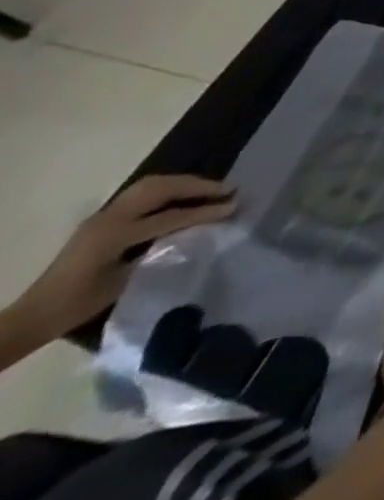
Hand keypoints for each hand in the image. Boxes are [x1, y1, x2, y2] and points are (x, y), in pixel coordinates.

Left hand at [8, 175, 235, 341]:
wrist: (34, 315)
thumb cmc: (79, 304)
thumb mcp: (124, 281)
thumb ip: (158, 250)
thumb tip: (196, 231)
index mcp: (113, 235)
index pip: (170, 216)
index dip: (204, 212)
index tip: (234, 207)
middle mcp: (108, 218)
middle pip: (161, 189)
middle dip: (197, 186)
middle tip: (227, 190)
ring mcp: (103, 215)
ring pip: (151, 185)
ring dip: (183, 183)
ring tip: (210, 189)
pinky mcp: (102, 218)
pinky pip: (141, 193)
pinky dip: (167, 188)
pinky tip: (182, 196)